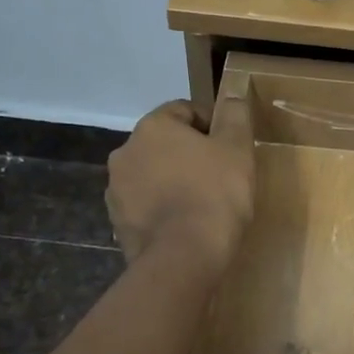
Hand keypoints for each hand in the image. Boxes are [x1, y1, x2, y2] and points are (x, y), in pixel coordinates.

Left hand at [106, 92, 253, 270]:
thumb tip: (233, 96)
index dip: (212, 125)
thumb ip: (235, 116)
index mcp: (152, 127)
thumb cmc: (215, 194)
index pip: (185, 111)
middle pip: (165, 144)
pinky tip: (185, 225)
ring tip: (202, 204)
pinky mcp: (117, 223)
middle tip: (220, 176)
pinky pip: (145, 206)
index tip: (231, 148)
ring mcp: (116, 190)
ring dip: (173, 182)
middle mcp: (125, 152)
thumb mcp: (237, 149)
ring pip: (152, 175)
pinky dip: (162, 209)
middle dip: (189, 155)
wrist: (184, 257)